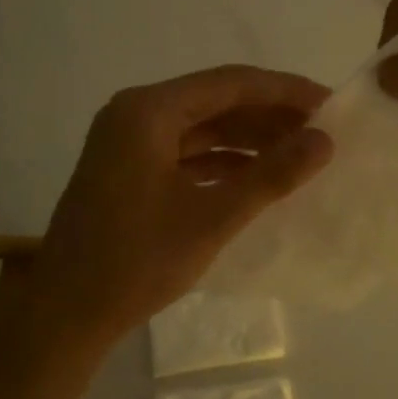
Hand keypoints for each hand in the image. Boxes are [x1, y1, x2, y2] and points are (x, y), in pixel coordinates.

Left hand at [25, 66, 333, 348]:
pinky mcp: (129, 171)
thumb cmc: (137, 261)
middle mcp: (136, 115)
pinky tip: (256, 178)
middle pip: (216, 101)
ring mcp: (128, 143)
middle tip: (321, 133)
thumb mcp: (212, 217)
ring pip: (202, 128)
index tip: (331, 104)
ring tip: (298, 154)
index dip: (285, 91)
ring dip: (248, 139)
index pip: (231, 83)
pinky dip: (223, 162)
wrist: (66, 314)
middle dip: (269, 116)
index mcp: (148, 111)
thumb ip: (271, 175)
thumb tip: (325, 140)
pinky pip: (186, 152)